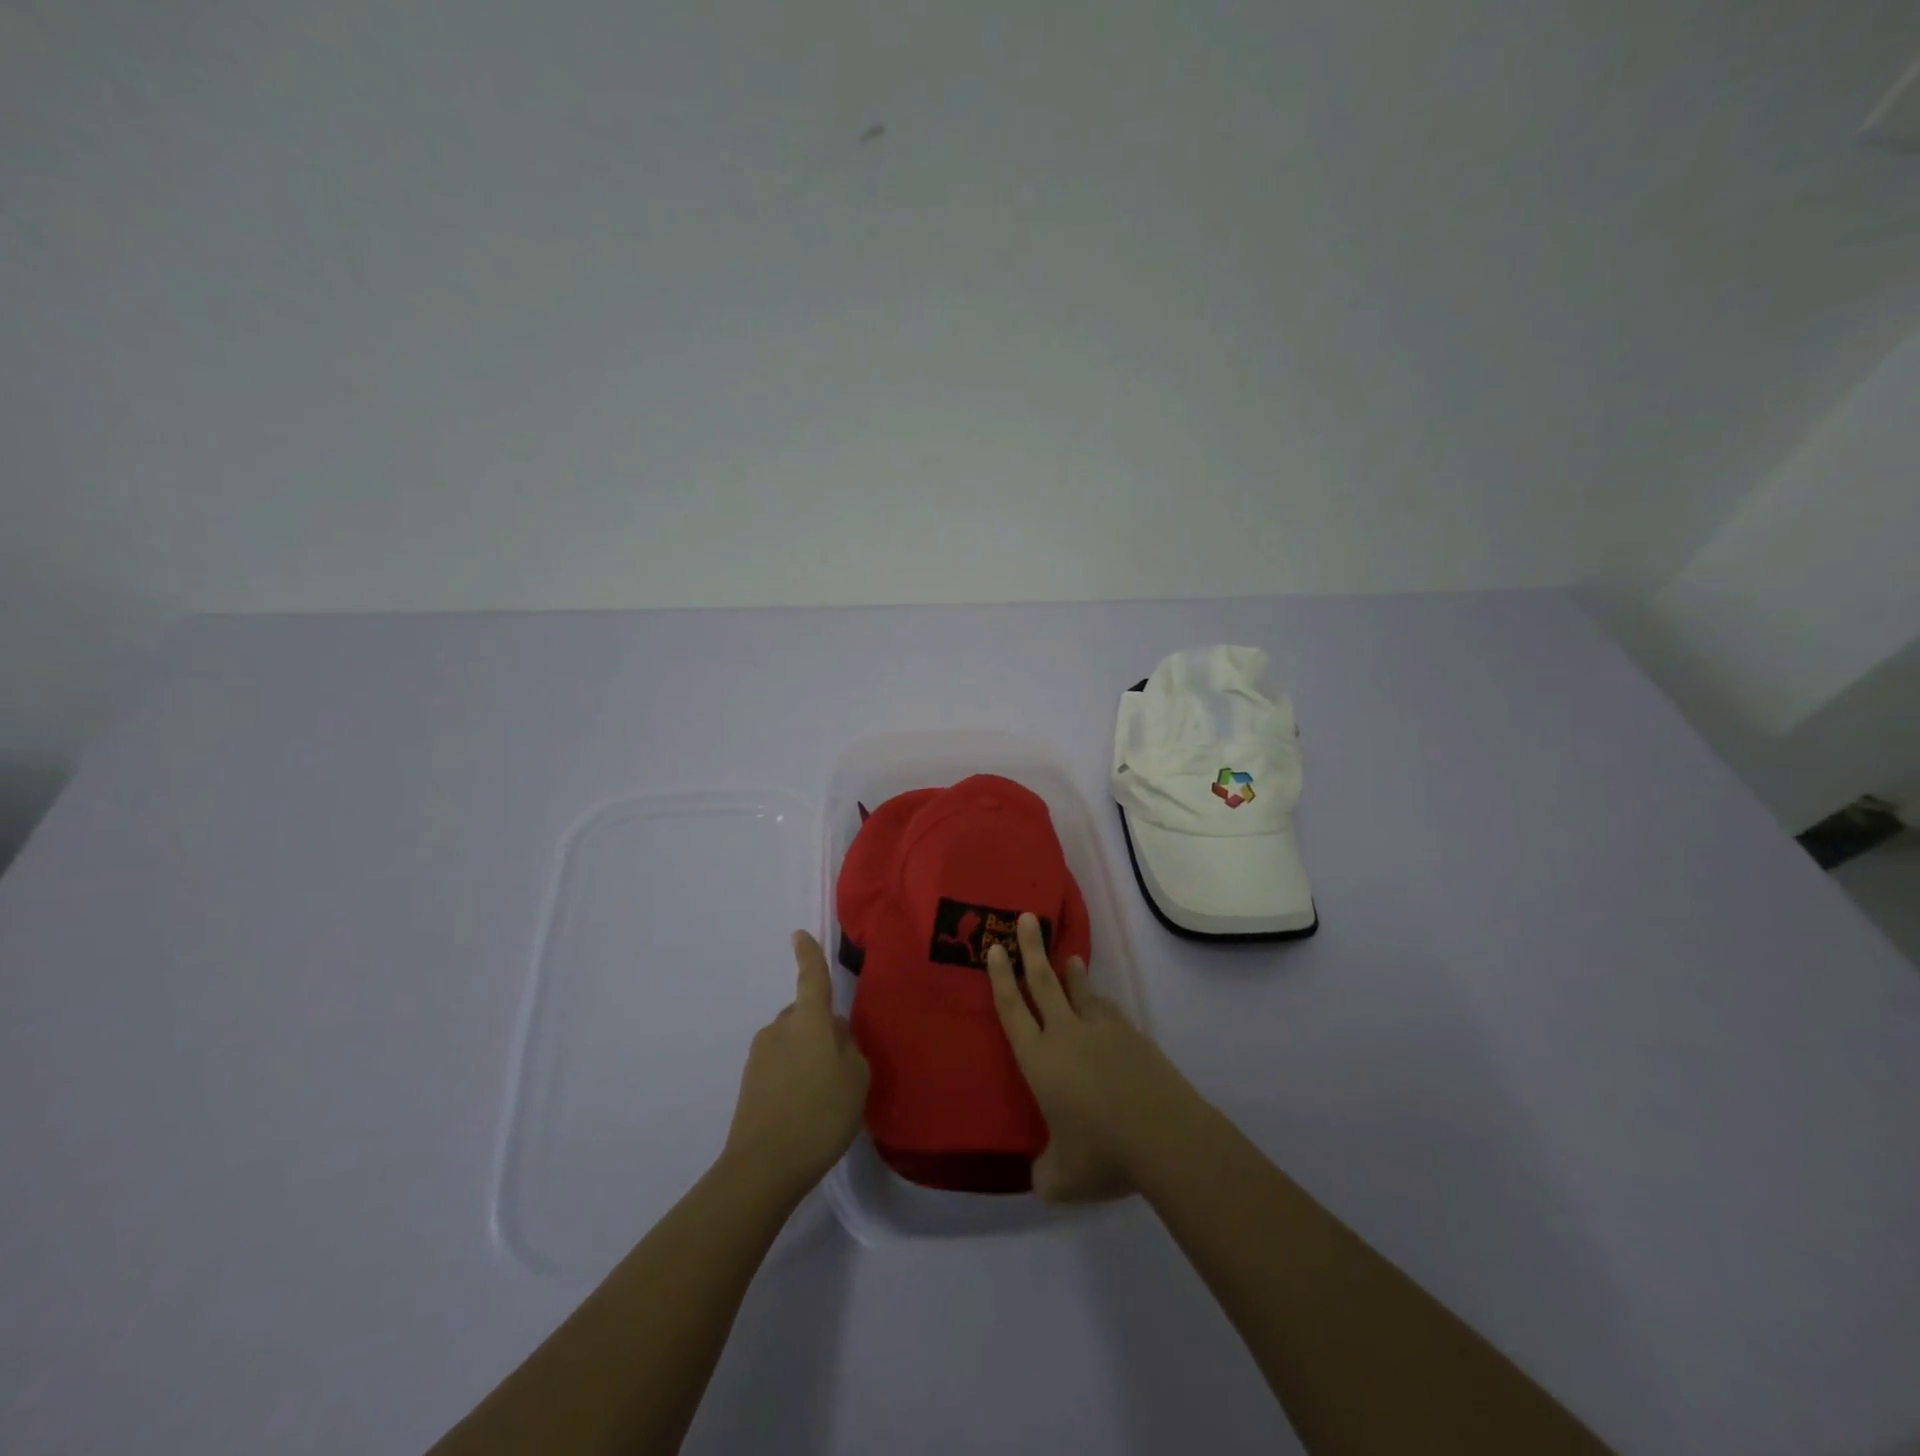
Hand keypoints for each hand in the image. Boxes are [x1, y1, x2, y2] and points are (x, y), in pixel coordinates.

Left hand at [722, 931, 870, 1203]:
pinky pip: (780, 1065)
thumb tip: (833, 1034)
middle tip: (841, 1065)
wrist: (763, 1167)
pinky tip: (804, 1109)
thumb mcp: (857, 1078)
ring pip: (793, 1042)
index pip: (811, 977)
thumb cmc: (820, 1114)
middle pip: (805, 1016)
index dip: (808, 955)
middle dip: (821, 1029)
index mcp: (809, 1020)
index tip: (798, 934)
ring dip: (807, 1056)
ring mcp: (761, 1055)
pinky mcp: (750, 1082)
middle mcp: (780, 1028)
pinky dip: (793, 1077)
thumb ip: (849, 1047)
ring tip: (824, 1095)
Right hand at [986, 913, 1197, 1203]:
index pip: (1012, 1010)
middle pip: (1043, 982)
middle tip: (1027, 917)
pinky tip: (1100, 1008)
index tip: (996, 947)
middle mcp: (1066, 1035)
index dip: (1001, 977)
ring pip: (1080, 991)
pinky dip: (1098, 1003)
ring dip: (1070, 972)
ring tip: (1067, 956)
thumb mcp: (1061, 1179)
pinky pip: (1108, 1012)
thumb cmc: (1103, 1154)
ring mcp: (1102, 1031)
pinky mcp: (1132, 1036)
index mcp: (1040, 1060)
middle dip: (1032, 948)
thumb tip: (1039, 1176)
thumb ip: (1043, 1172)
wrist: (1165, 1136)